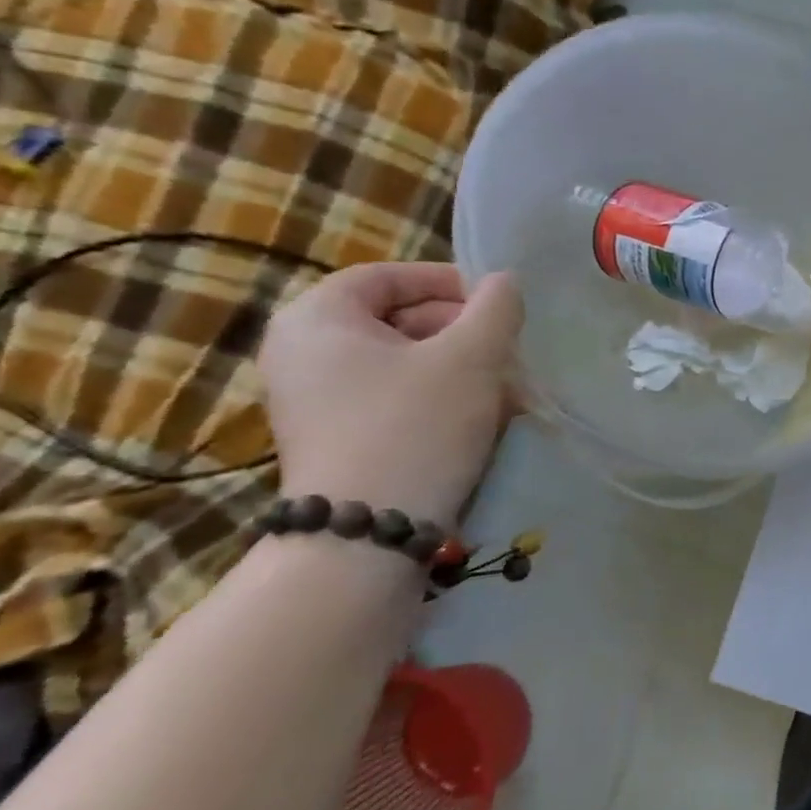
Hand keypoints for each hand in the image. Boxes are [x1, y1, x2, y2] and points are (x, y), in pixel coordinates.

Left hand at [258, 264, 521, 526]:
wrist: (369, 534)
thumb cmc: (417, 425)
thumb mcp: (472, 356)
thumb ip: (495, 307)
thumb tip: (504, 282)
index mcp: (317, 318)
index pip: (387, 276)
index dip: (448, 281)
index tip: (497, 303)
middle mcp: (302, 352)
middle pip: (396, 318)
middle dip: (461, 329)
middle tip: (508, 348)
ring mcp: (315, 400)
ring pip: (402, 361)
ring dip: (459, 366)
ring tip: (506, 386)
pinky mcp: (335, 438)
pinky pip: (393, 397)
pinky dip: (438, 396)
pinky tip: (482, 417)